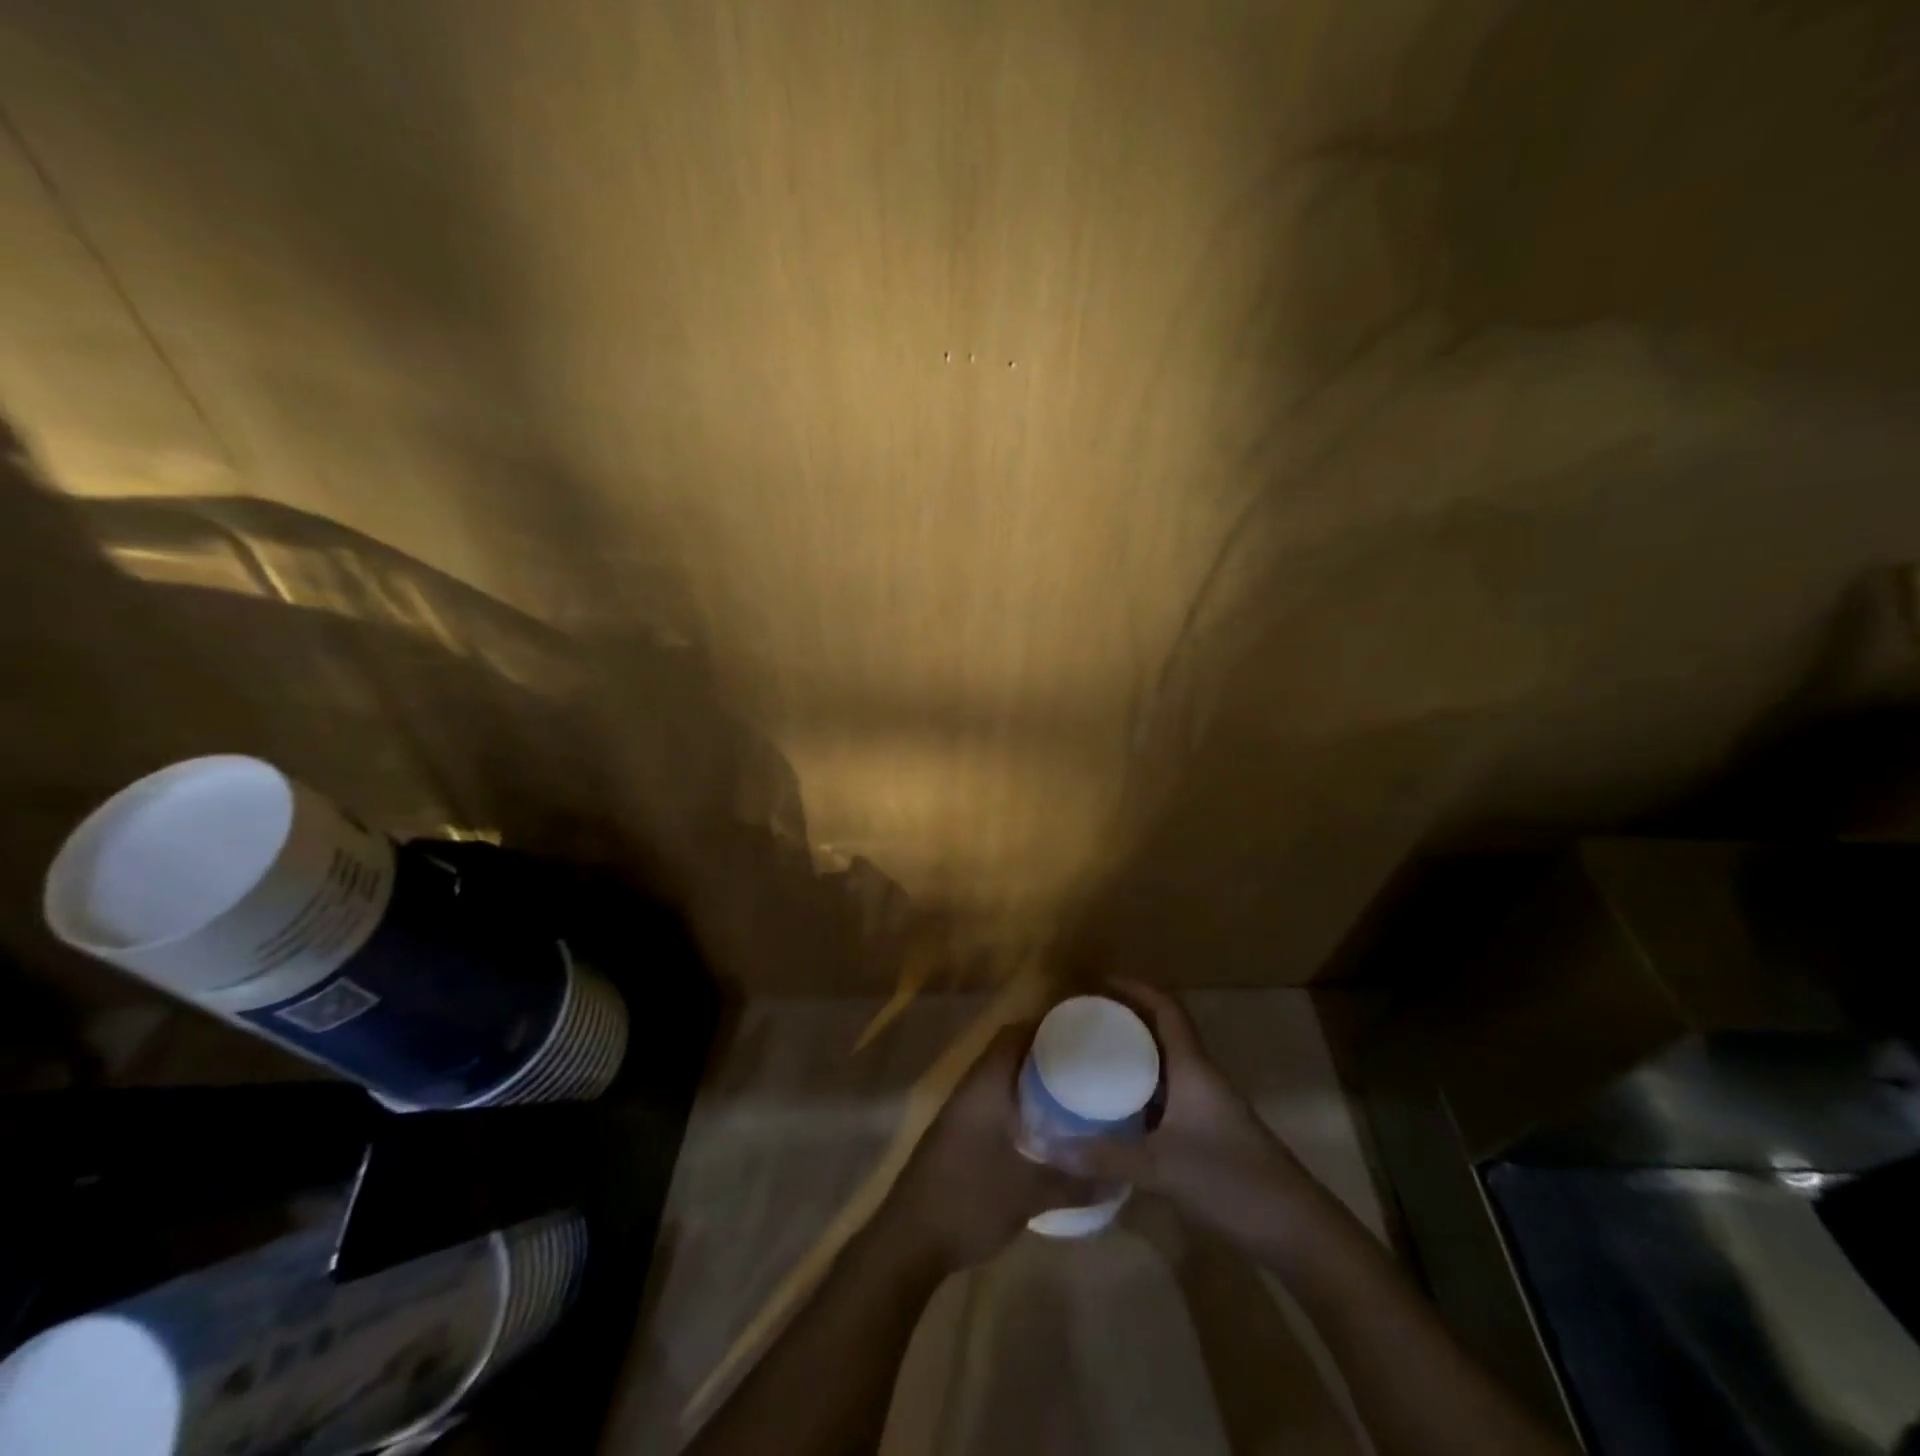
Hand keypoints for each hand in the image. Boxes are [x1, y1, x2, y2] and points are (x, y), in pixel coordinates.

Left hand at [878, 1023, 1093, 1271]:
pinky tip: (1042, 1132)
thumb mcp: (1028, 1195)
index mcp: (985, 1086)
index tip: (1080, 1033)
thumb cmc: (969, 1201)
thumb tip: (1119, 1177)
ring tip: (1072, 1096)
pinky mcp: (956, 1137)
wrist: (908, 1240)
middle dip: (1044, 1057)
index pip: (1013, 1035)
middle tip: (1086, 1067)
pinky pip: (992, 1105)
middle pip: (1008, 1055)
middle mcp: (970, 1090)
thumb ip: (1074, 1183)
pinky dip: (1017, 1107)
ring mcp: (960, 1114)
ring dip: (1030, 1084)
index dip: (1044, 1026)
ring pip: (1000, 1082)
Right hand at [1053, 981, 1321, 1246]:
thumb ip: (1104, 1156)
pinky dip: (1142, 1095)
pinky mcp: (1210, 1135)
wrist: (1295, 1230)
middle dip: (1127, 1021)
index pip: (1166, 1009)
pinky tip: (1118, 1113)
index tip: (1100, 981)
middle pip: (1164, 1033)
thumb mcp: (1161, 1167)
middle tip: (1086, 1021)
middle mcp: (1201, 1078)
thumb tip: (1047, 1146)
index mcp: (1193, 1068)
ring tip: (1093, 1059)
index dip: (1136, 988)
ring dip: (1134, 1058)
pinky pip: (1169, 1098)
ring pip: (1166, 1068)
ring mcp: (1208, 1107)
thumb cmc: (1230, 1180)